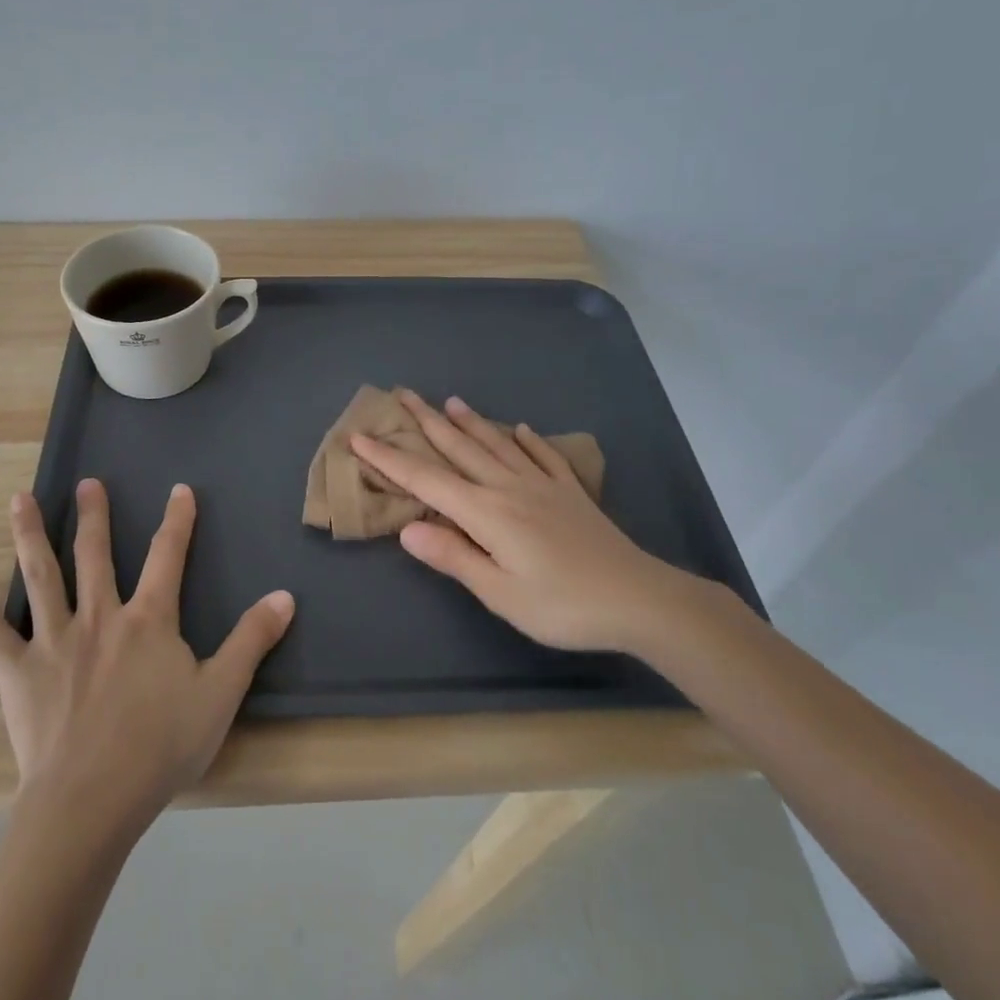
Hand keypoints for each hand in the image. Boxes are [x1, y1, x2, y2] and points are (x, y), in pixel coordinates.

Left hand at [0, 479, 293, 836]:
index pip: (167, 557)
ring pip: (41, 577)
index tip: (179, 490)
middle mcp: (99, 617)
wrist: (91, 799)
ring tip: (18, 500)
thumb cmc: (161, 746)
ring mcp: (54, 642)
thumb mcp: (221, 693)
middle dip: (93, 516)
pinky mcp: (19, 674)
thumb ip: (251, 640)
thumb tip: (285, 595)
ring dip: (30, 536)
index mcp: (148, 620)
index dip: (177, 521)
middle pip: (95, 555)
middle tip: (87, 483)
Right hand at [350, 390, 703, 653]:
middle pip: (460, 449)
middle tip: (403, 394)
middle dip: (427, 422)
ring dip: (470, 422)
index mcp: (486, 512)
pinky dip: (528, 441)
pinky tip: (522, 430)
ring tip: (450, 401)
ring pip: (497, 445)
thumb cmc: (563, 606)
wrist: (640, 599)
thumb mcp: (500, 593)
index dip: (389, 459)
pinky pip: (543, 457)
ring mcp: (543, 486)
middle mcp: (509, 488)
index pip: (426, 480)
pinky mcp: (570, 493)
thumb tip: (407, 528)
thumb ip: (453, 556)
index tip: (359, 437)